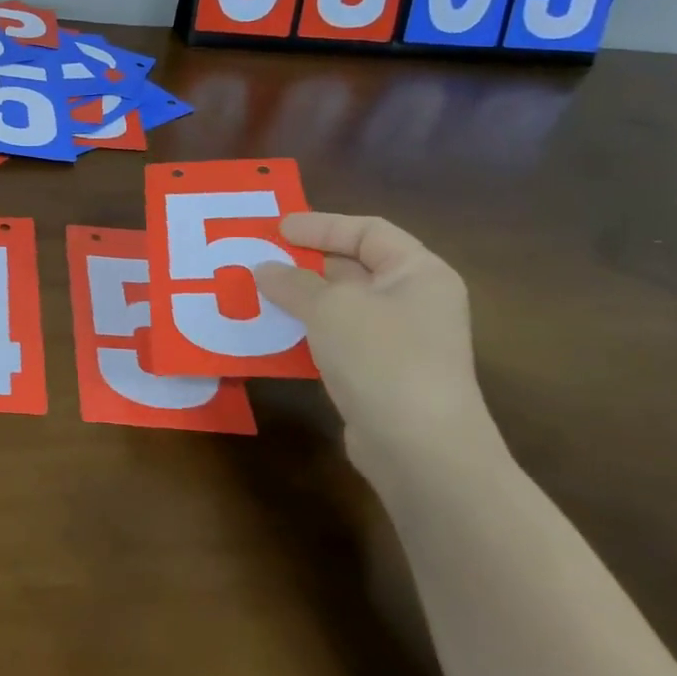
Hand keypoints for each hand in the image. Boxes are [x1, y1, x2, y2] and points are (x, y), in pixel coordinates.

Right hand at [254, 213, 505, 482]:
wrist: (420, 450)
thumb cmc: (382, 357)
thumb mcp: (330, 307)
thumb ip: (293, 282)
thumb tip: (264, 269)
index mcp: (418, 273)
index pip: (369, 231)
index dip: (322, 225)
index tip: (278, 230)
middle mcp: (414, 301)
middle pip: (354, 267)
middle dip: (305, 262)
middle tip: (259, 257)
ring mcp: (399, 341)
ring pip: (341, 306)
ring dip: (299, 298)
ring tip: (256, 292)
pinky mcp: (380, 375)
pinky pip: (336, 339)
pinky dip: (305, 331)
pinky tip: (272, 334)